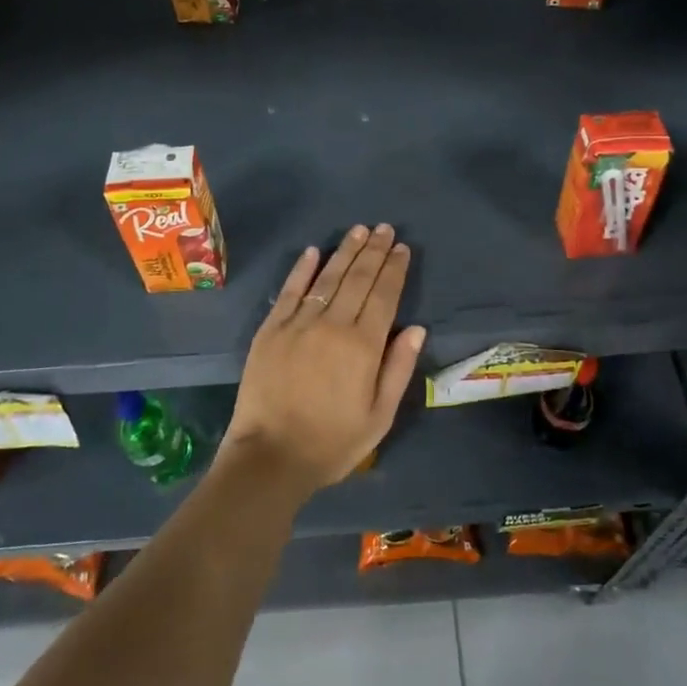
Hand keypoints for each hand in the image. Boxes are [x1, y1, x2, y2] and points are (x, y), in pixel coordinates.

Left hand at [221, 225, 426, 499]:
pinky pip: (289, 291)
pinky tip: (313, 251)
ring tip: (359, 230)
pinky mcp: (270, 330)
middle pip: (358, 279)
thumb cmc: (332, 442)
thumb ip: (399, 368)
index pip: (384, 296)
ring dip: (345, 251)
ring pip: (327, 278)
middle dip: (374, 251)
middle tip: (385, 228)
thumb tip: (417, 328)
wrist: (269, 457)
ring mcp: (298, 324)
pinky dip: (302, 269)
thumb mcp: (379, 416)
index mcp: (363, 346)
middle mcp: (333, 325)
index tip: (402, 248)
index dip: (395, 269)